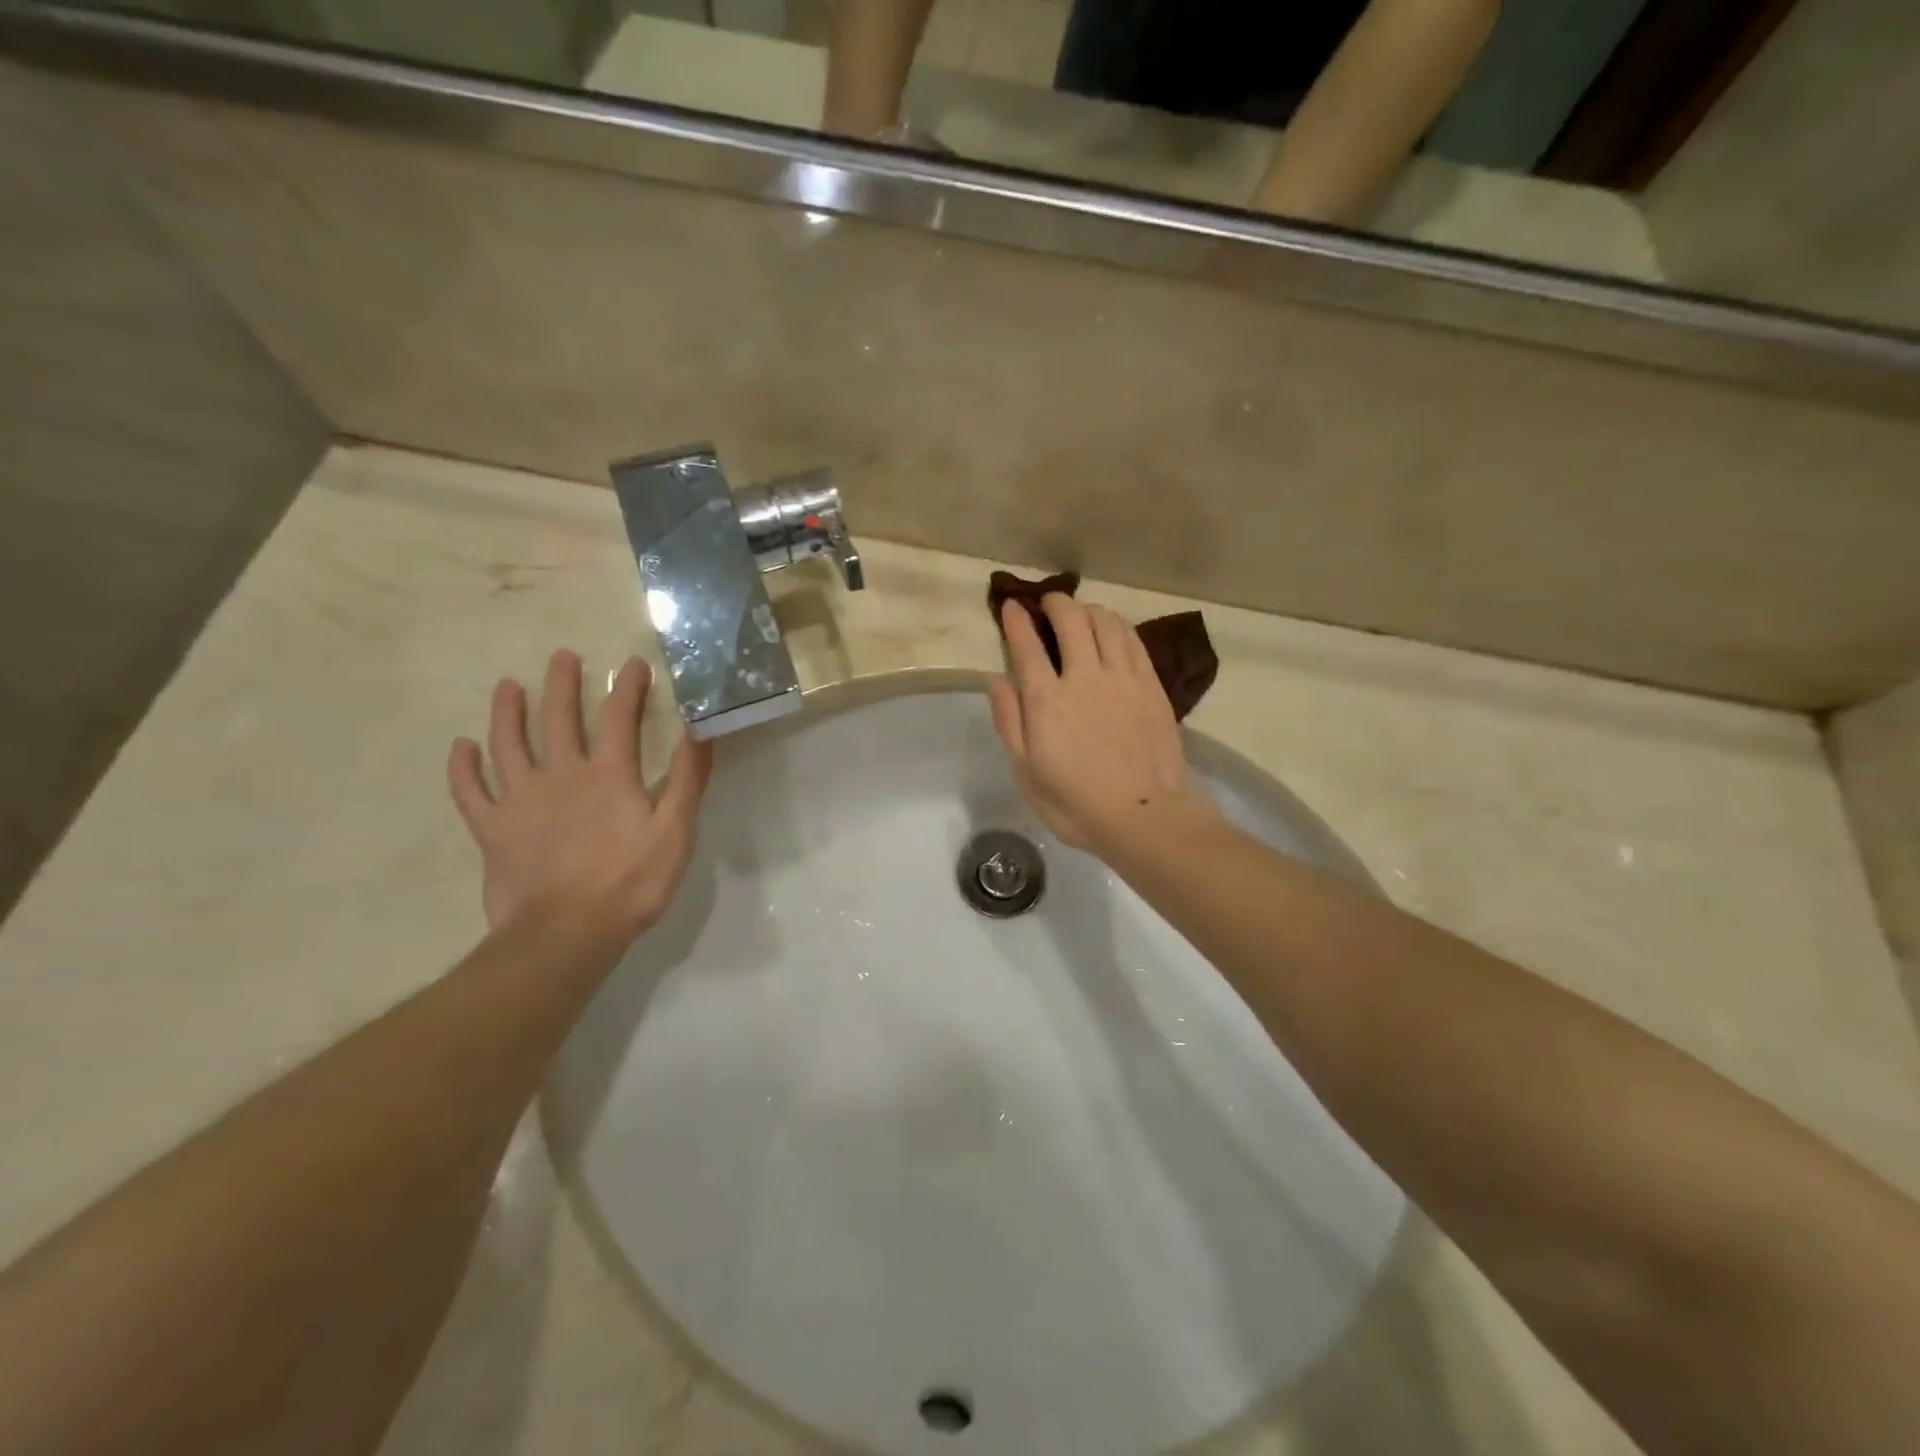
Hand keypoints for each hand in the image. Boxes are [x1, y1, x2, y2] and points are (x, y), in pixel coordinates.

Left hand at [447, 650, 711, 940]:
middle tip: (562, 656)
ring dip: (507, 712)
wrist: (566, 933)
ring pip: (508, 744)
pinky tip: (461, 747)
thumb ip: (687, 779)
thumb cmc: (630, 882)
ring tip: (507, 686)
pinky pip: (470, 791)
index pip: (620, 717)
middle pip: (558, 718)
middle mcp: (561, 774)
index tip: (632, 663)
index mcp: (609, 775)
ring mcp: (520, 800)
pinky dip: (463, 768)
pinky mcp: (492, 829)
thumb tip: (700, 729)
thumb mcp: (676, 831)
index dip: (628, 687)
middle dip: (562, 684)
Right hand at [988, 595, 1208, 850]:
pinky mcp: (1151, 684)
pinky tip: (1111, 626)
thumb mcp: (1026, 772)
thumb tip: (997, 680)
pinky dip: (1117, 624)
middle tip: (1048, 604)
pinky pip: (1132, 639)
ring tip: (1080, 612)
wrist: (1143, 815)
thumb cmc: (1075, 802)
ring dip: (1087, 609)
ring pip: (1105, 621)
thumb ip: (1010, 722)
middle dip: (1055, 603)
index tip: (1011, 606)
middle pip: (1070, 619)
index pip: (1027, 645)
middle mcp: (1084, 677)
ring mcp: (1122, 677)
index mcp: (1047, 700)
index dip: (1016, 620)